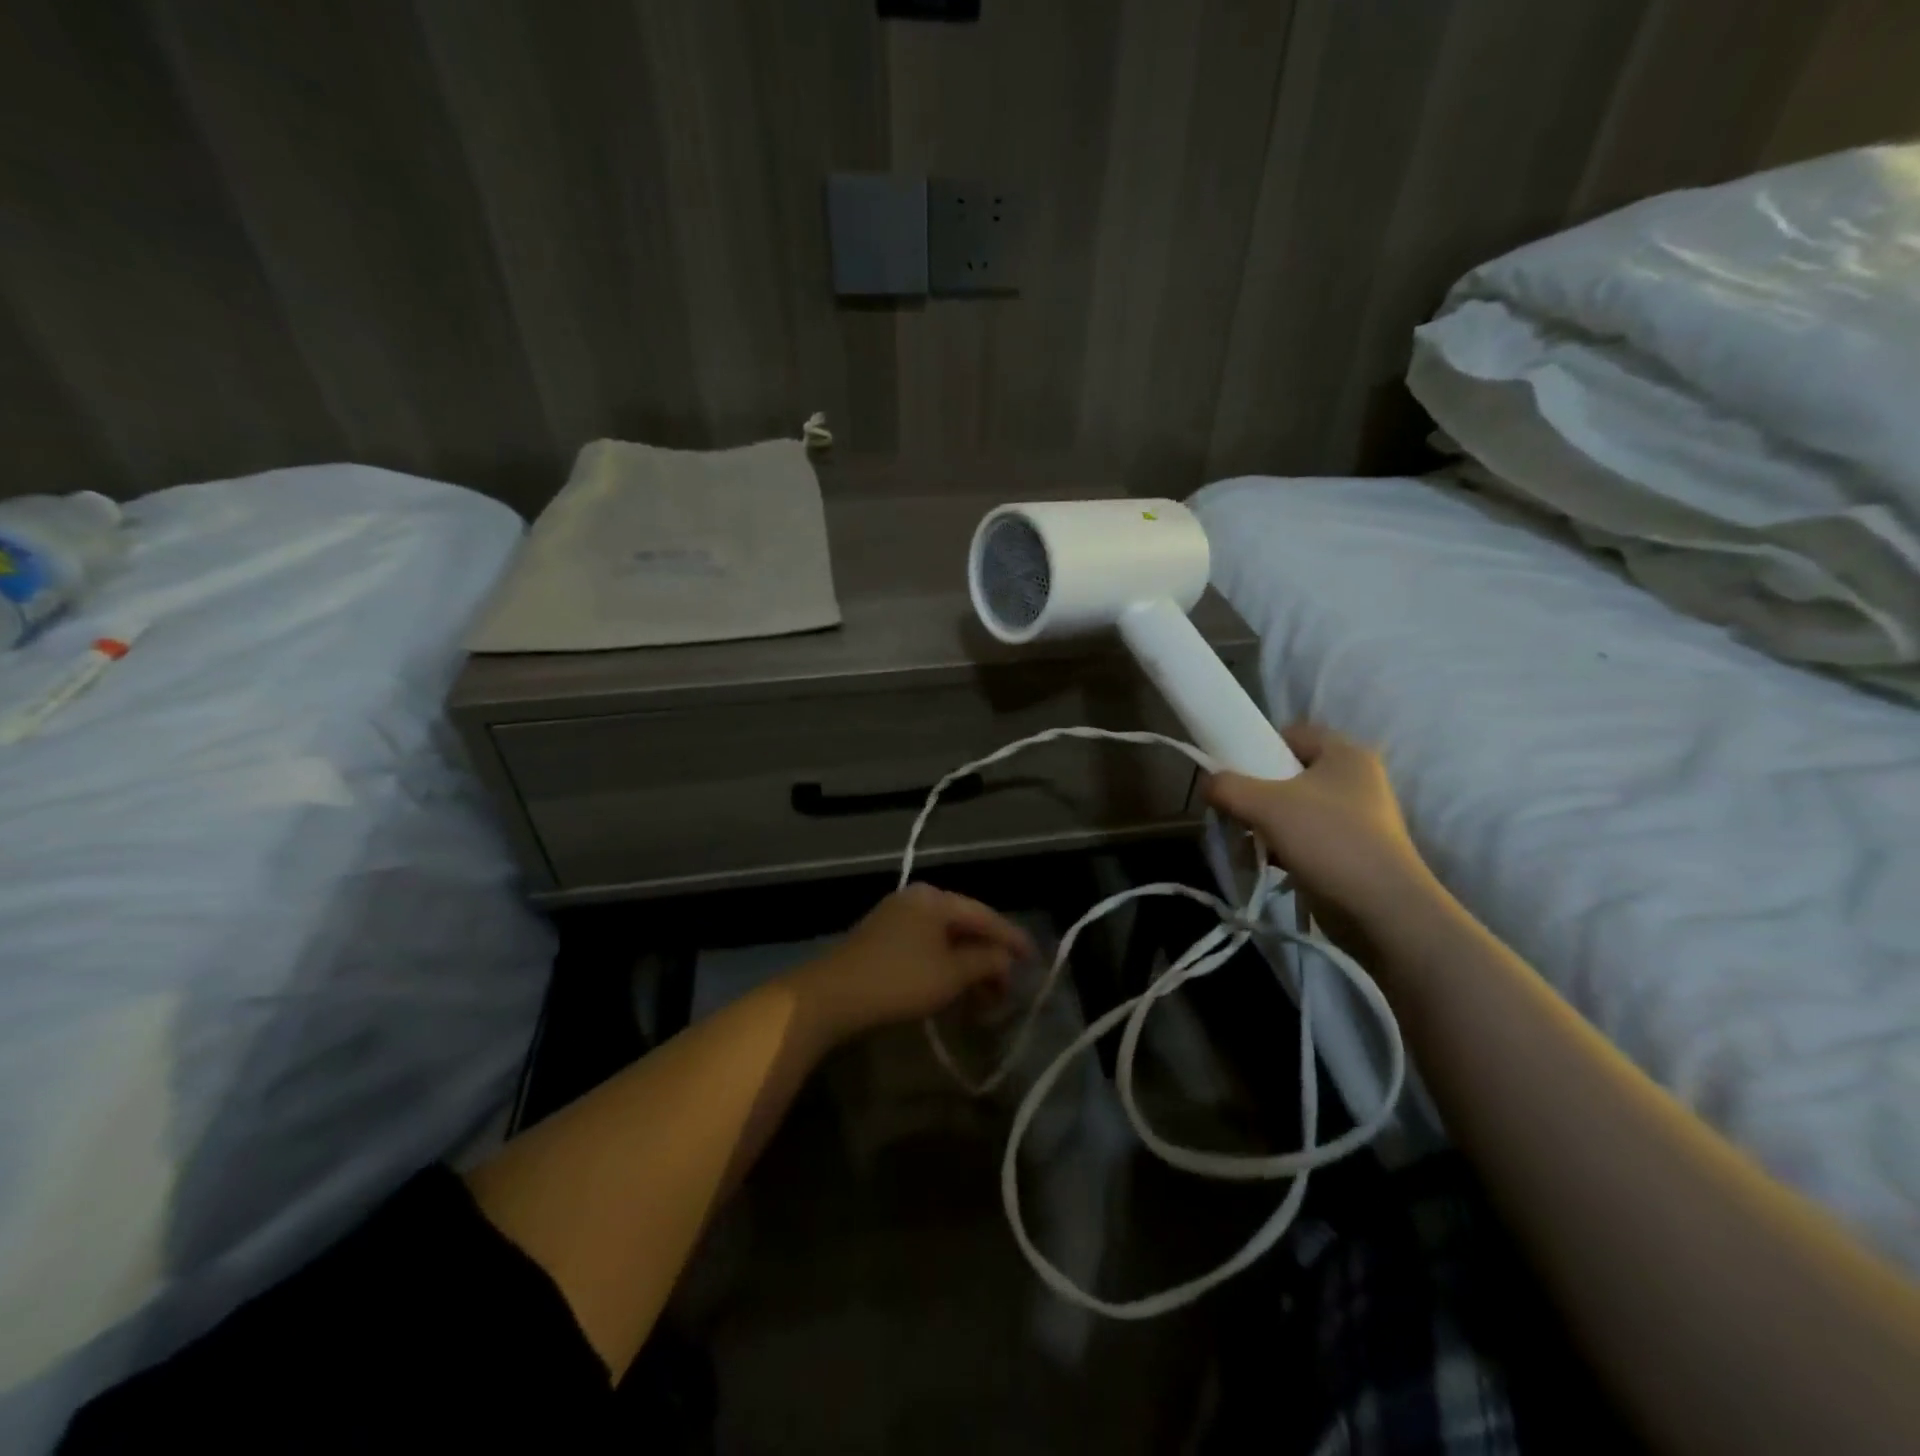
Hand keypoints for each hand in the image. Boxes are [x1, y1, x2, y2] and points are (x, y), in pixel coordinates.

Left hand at [790, 883, 1036, 1044]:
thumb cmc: (899, 980)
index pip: (985, 914)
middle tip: (1007, 989)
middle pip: (965, 925)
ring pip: (945, 938)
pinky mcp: (882, 938)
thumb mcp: (952, 974)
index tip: (1035, 960)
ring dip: (968, 966)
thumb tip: (1005, 958)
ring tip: (984, 997)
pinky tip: (953, 988)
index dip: (1013, 938)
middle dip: (989, 957)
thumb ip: (986, 961)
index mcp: (935, 898)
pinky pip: (926, 946)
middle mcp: (917, 899)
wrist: (832, 995)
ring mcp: (896, 917)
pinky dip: (946, 966)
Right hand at [1205, 722, 1439, 938]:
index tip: (1234, 772)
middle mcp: (1355, 779)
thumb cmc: (1327, 840)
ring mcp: (1356, 817)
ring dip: (1263, 823)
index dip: (1258, 746)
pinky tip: (1263, 861)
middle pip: (1288, 772)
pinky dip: (1280, 846)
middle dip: (1255, 792)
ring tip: (1244, 841)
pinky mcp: (1351, 850)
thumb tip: (1206, 783)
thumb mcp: (1266, 805)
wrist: (1382, 909)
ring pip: (1293, 807)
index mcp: (1345, 754)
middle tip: (1234, 809)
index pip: (1291, 734)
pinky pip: (1304, 836)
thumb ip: (1227, 787)